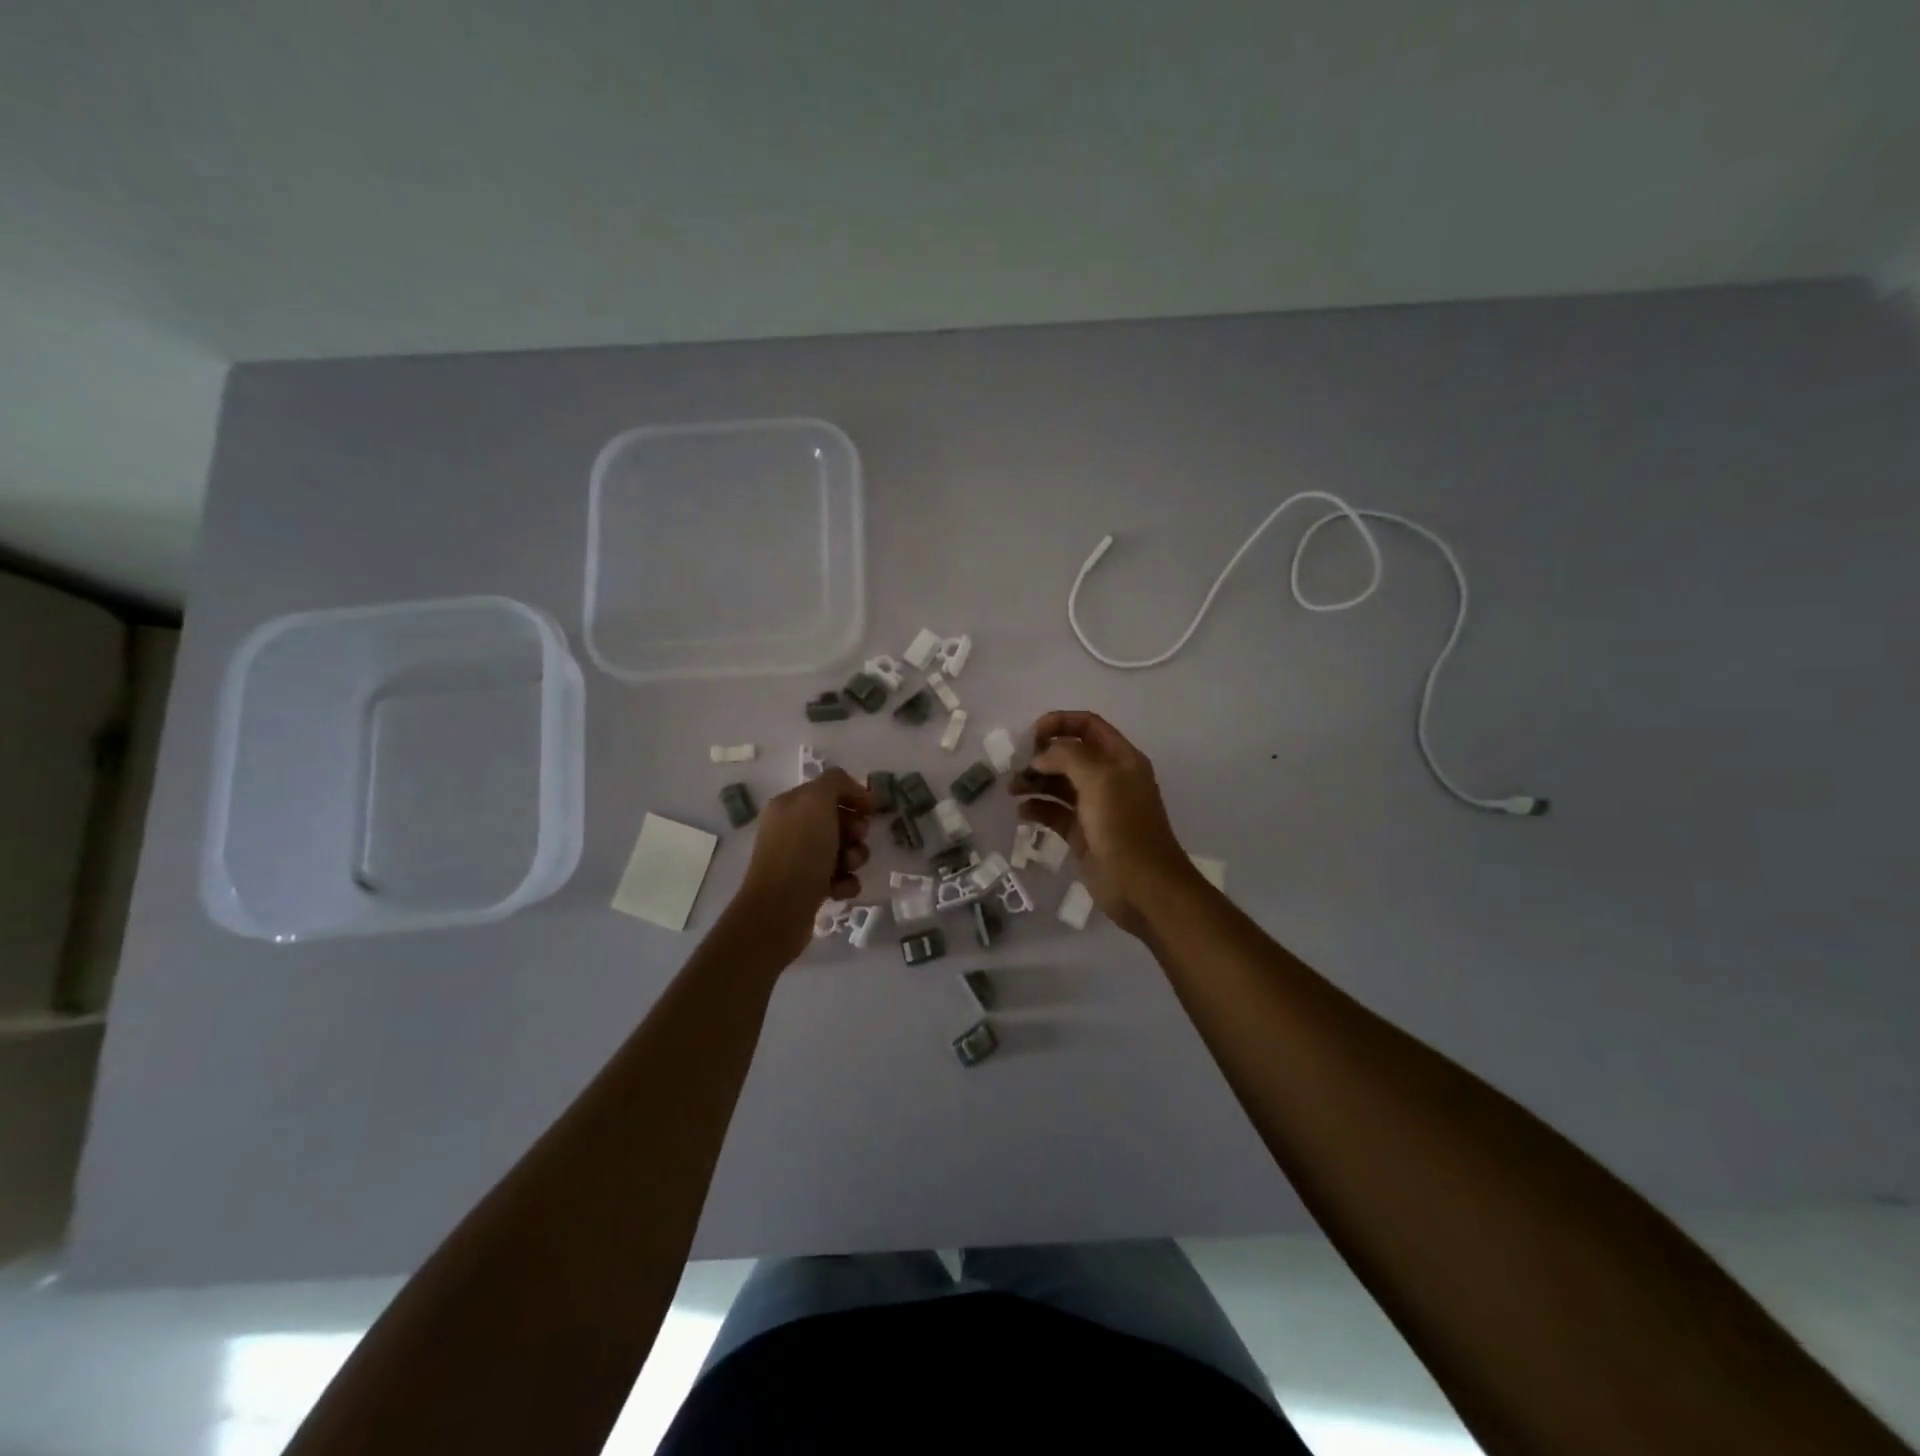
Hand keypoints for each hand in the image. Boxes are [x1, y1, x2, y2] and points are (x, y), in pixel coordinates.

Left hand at [736, 768, 872, 955]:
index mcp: (790, 805)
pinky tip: (840, 889)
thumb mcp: (817, 801)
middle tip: (856, 839)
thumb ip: (835, 782)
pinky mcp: (807, 888)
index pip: (829, 789)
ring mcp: (798, 860)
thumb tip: (852, 791)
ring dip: (854, 857)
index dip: (853, 796)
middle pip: (839, 820)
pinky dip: (845, 882)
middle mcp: (791, 829)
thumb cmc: (800, 851)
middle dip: (856, 830)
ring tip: (847, 868)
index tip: (870, 810)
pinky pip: (838, 877)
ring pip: (842, 850)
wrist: (780, 910)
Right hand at [1012, 711, 1197, 935]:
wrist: (1142, 887)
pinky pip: (1055, 813)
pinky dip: (1037, 809)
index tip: (1032, 735)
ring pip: (1059, 784)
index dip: (1060, 723)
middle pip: (1070, 754)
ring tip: (1013, 790)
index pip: (1088, 725)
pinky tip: (1022, 813)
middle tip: (1018, 768)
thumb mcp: (1099, 780)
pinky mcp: (1082, 834)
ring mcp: (1095, 808)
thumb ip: (1068, 756)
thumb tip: (1040, 757)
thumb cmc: (1123, 827)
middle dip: (1042, 756)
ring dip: (1035, 782)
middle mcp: (1108, 779)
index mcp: (1120, 759)